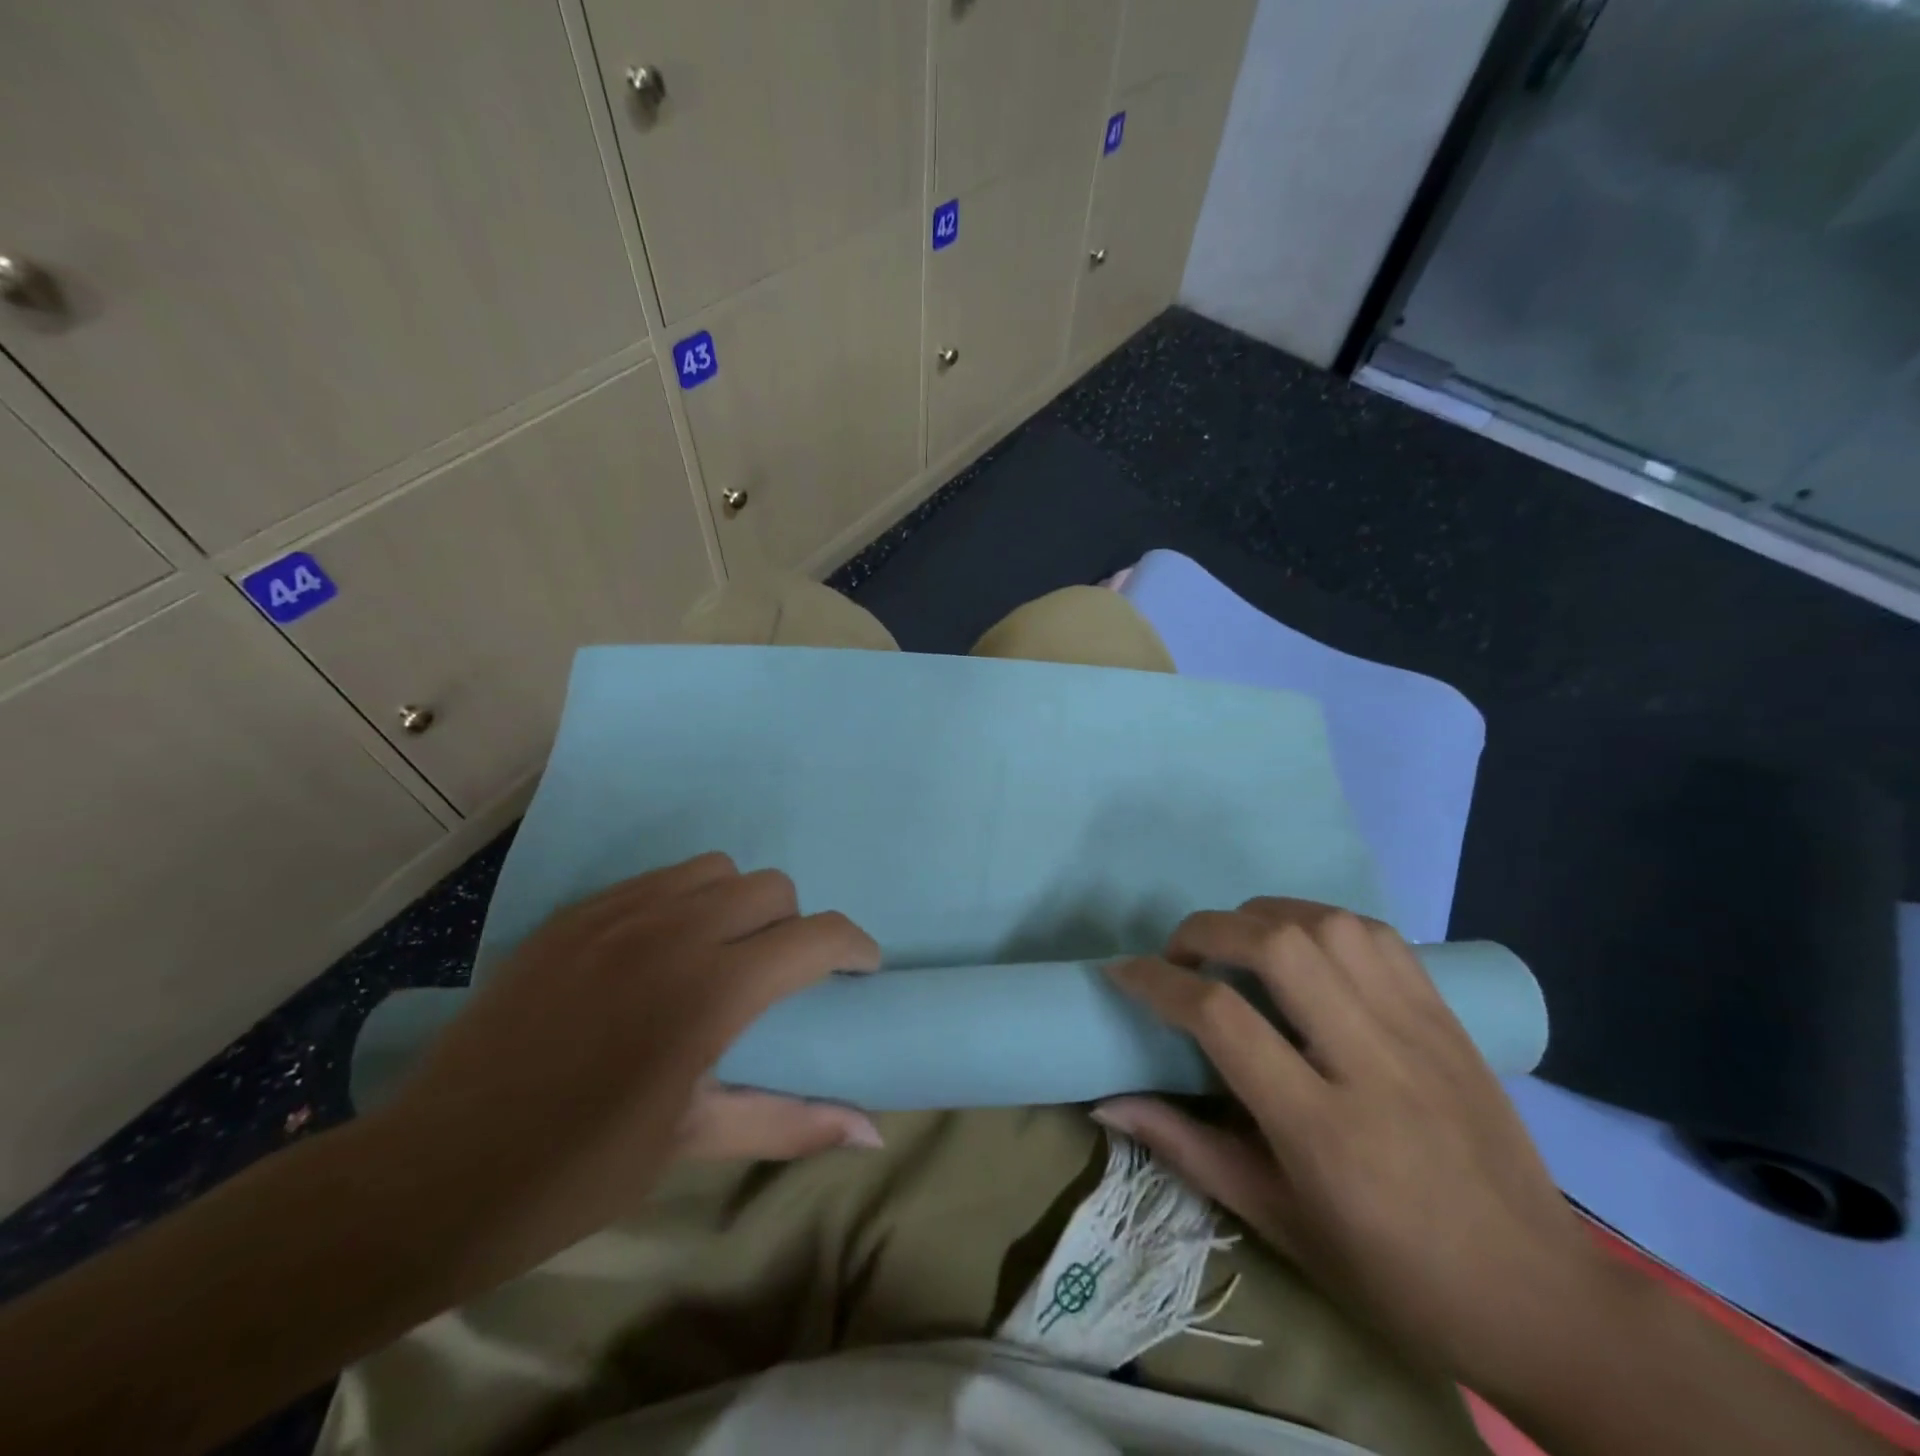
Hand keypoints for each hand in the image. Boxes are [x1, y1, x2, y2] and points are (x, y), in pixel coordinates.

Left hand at [377, 852, 881, 1267]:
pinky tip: (656, 954)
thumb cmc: (578, 1169)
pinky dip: (682, 902)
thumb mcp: (693, 1141)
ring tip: (718, 957)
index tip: (859, 972)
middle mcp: (673, 931)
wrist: (433, 1173)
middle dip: (792, 928)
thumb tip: (875, 1132)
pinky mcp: (575, 914)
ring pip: (715, 870)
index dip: (854, 947)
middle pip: (771, 888)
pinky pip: (657, 880)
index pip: (816, 936)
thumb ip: (791, 1122)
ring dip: (737, 905)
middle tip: (775, 980)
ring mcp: (617, 913)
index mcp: (711, 990)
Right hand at [1095, 898, 1607, 1394]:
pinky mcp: (1448, 1017)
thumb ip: (1186, 1149)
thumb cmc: (1394, 1277)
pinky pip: (1377, 935)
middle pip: (1277, 946)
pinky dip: (1322, 922)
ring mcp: (1418, 1030)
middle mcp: (1372, 1061)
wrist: (1543, 1298)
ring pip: (1328, 925)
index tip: (1123, 972)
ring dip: (1263, 917)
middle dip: (1206, 930)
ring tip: (1236, 945)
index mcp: (1323, 1129)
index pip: (1220, 1018)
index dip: (1156, 982)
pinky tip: (1303, 948)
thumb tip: (1106, 1103)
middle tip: (1179, 955)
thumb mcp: (1278, 1223)